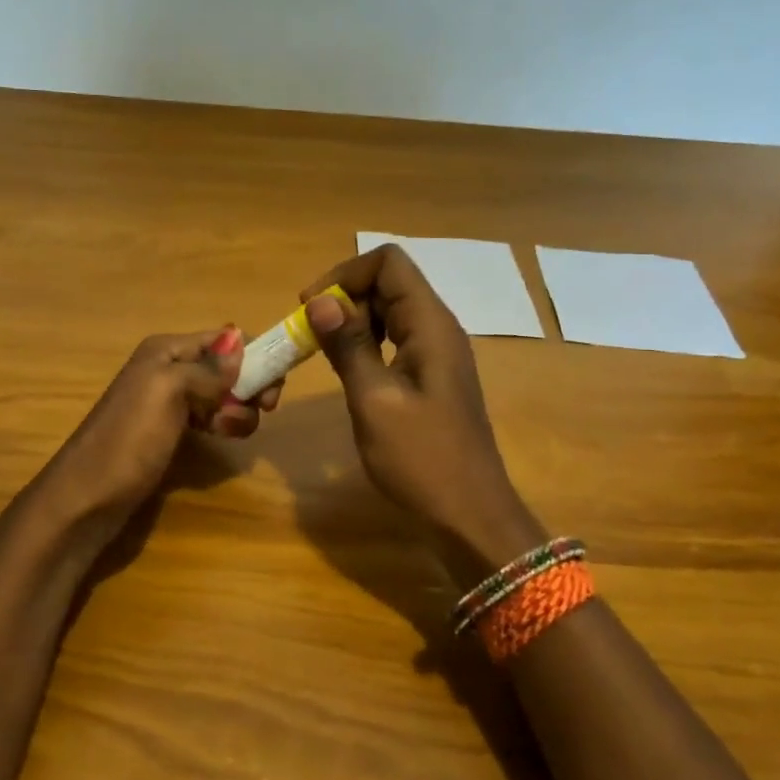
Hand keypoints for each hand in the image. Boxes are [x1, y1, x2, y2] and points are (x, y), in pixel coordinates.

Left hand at [25, 328, 279, 534]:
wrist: (87, 499)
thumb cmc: (128, 441)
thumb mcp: (168, 392)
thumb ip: (207, 369)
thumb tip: (241, 347)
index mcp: (166, 350)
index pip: (223, 338)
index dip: (253, 354)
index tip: (274, 385)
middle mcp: (168, 368)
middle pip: (226, 366)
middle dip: (249, 385)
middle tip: (263, 410)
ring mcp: (168, 402)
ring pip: (222, 394)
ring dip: (237, 410)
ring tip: (228, 432)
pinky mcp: (170, 432)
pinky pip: (208, 418)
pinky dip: (222, 425)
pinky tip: (219, 439)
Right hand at [302, 246, 533, 563]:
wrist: (469, 516)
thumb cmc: (422, 459)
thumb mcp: (375, 400)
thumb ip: (348, 346)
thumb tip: (319, 301)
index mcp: (430, 325)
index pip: (389, 263)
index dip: (345, 274)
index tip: (311, 308)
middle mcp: (437, 328)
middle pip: (389, 283)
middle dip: (344, 297)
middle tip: (309, 334)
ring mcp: (436, 354)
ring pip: (390, 312)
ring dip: (352, 321)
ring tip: (322, 350)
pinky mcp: (430, 378)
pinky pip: (394, 340)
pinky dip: (366, 344)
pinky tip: (348, 370)